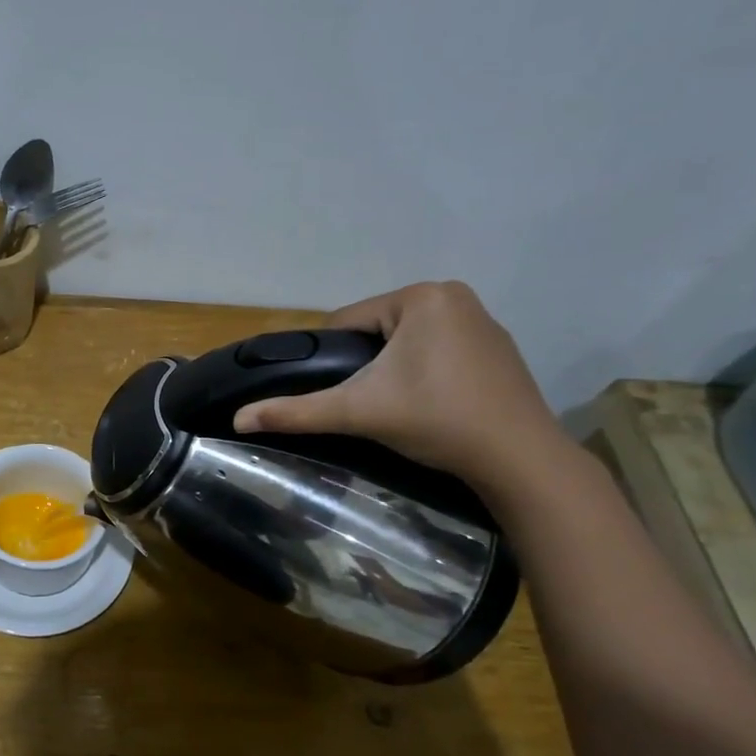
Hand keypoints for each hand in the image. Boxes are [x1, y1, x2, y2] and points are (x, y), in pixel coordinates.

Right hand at [233, 281, 568, 491]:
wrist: (520, 459)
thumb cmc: (436, 420)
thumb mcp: (358, 412)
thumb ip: (296, 411)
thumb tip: (236, 419)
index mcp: (420, 296)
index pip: (348, 322)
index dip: (334, 359)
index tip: (341, 394)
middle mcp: (454, 295)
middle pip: (378, 331)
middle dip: (366, 365)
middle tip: (371, 405)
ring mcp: (483, 320)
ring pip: (408, 342)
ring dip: (394, 369)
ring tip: (398, 408)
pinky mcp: (499, 347)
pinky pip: (440, 350)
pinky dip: (426, 372)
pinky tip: (431, 404)